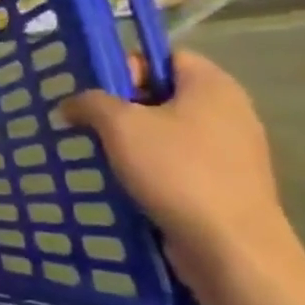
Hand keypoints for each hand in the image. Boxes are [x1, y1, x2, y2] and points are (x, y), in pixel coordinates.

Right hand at [60, 51, 304, 298]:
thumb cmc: (177, 172)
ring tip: (103, 155)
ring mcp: (234, 150)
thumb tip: (71, 104)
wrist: (231, 248)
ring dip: (134, 140)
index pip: (166, 56)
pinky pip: (181, 162)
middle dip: (125, 106)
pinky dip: (153, 167)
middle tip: (92, 124)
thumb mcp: (120, 126)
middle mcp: (230, 110)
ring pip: (170, 130)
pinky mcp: (228, 183)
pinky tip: (128, 183)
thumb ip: (90, 103)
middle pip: (166, 93)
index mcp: (213, 85)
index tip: (99, 92)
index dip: (128, 66)